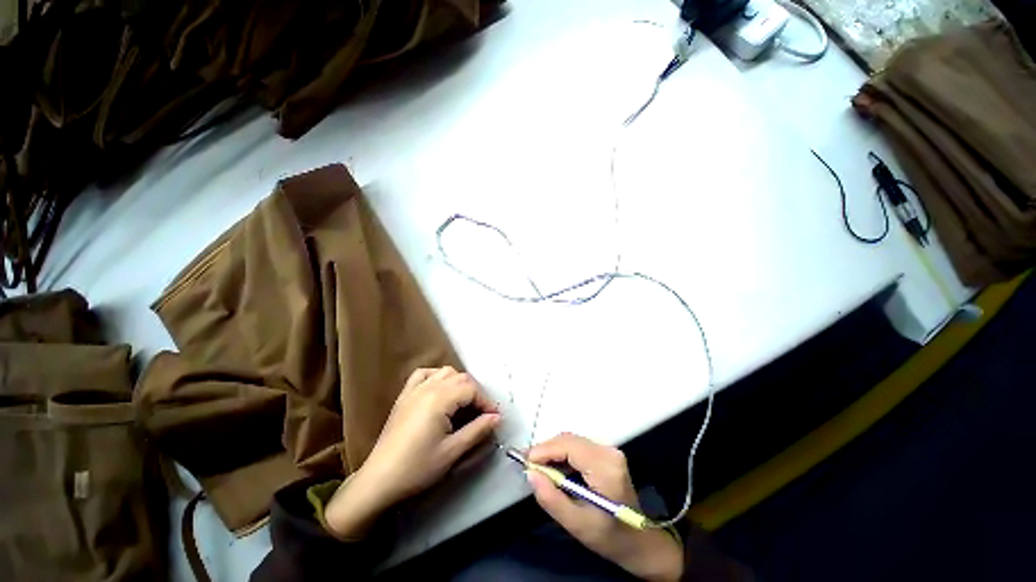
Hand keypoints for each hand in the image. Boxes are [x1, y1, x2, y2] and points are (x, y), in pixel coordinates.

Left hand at [325, 367, 499, 537]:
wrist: (380, 480)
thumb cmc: (417, 467)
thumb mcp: (452, 451)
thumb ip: (477, 430)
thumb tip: (497, 418)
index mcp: (440, 399)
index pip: (471, 389)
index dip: (486, 401)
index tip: (493, 418)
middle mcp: (428, 387)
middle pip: (461, 377)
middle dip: (476, 392)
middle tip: (481, 413)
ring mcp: (414, 389)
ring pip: (445, 372)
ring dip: (459, 383)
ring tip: (463, 403)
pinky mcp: (404, 395)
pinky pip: (424, 374)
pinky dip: (436, 376)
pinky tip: (440, 389)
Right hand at [527, 433, 683, 581]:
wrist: (640, 542)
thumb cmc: (611, 537)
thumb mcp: (577, 524)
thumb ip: (551, 499)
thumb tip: (531, 474)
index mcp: (605, 467)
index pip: (568, 446)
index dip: (544, 450)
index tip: (524, 461)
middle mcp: (608, 451)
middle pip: (569, 440)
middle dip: (546, 450)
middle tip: (529, 466)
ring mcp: (609, 451)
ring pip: (572, 441)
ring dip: (553, 452)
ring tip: (538, 468)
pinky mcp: (607, 454)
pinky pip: (578, 447)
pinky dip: (563, 454)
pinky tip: (555, 469)